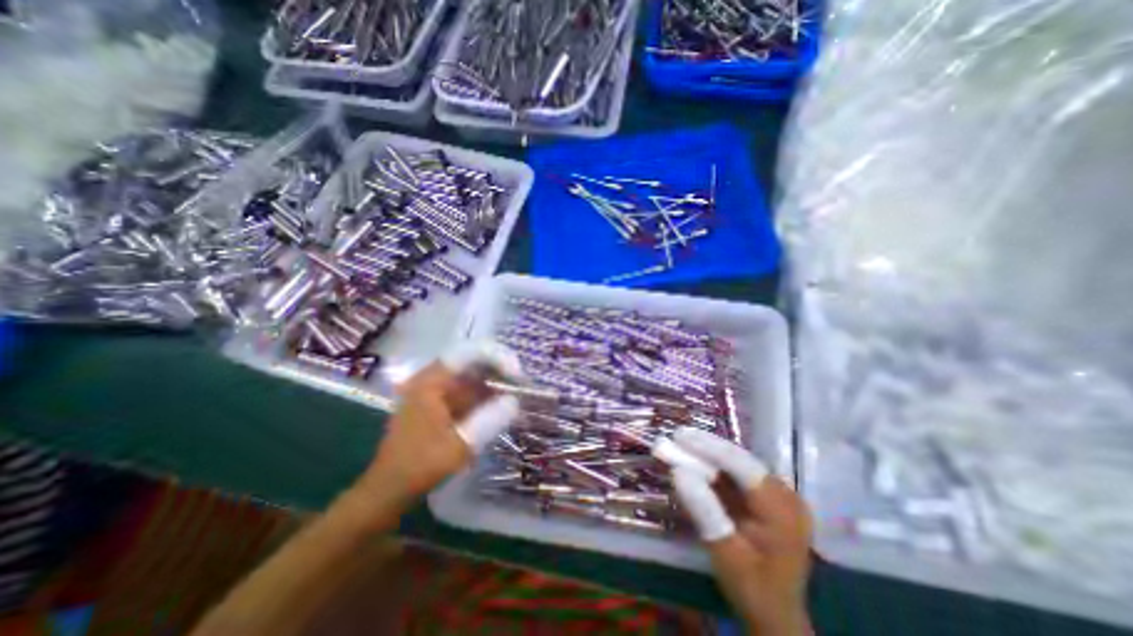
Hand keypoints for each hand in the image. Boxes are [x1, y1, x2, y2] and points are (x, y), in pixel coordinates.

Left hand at [354, 341, 524, 508]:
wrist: (389, 490)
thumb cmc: (420, 466)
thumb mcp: (459, 445)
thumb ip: (490, 420)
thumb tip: (515, 400)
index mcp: (431, 381)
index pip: (469, 352)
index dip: (497, 356)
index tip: (517, 373)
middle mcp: (433, 379)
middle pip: (472, 360)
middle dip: (500, 368)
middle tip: (522, 382)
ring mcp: (437, 391)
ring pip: (473, 376)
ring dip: (496, 381)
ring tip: (518, 391)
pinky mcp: (442, 404)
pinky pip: (470, 391)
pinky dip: (487, 395)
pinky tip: (503, 404)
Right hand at [670, 427, 814, 635]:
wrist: (777, 617)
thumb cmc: (752, 589)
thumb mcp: (724, 551)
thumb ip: (704, 509)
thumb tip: (678, 471)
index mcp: (782, 510)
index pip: (742, 465)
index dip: (709, 447)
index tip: (680, 436)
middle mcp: (785, 495)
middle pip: (740, 460)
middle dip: (706, 448)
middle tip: (676, 437)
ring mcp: (779, 495)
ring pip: (738, 464)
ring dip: (708, 455)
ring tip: (681, 445)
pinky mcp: (768, 498)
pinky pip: (738, 475)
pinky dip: (715, 468)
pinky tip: (695, 461)